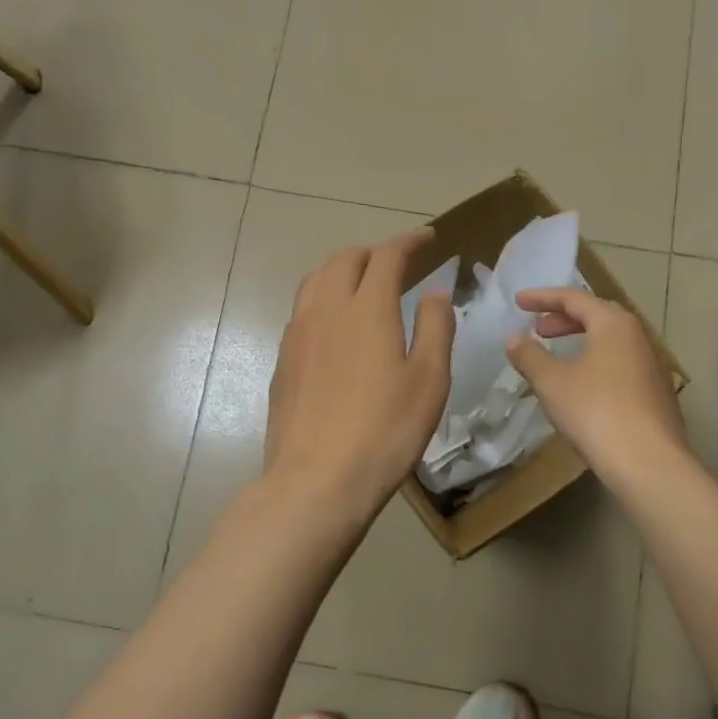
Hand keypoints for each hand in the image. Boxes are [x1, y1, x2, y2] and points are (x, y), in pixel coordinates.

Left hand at [263, 229, 455, 526]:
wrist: (316, 480)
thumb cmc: (384, 431)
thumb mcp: (428, 381)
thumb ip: (434, 327)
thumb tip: (434, 291)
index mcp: (367, 308)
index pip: (387, 255)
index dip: (408, 241)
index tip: (427, 238)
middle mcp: (326, 309)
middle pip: (345, 259)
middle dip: (374, 252)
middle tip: (399, 265)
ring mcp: (298, 333)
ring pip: (316, 280)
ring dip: (343, 270)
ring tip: (364, 285)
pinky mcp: (283, 359)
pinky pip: (303, 308)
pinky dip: (324, 298)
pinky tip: (336, 325)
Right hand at [507, 287, 688, 485]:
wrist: (649, 463)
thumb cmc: (596, 411)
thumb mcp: (552, 382)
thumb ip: (529, 356)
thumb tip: (514, 339)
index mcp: (613, 324)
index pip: (574, 298)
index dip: (543, 297)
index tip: (518, 302)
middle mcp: (637, 337)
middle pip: (597, 316)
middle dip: (564, 319)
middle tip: (538, 329)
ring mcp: (652, 367)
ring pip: (610, 343)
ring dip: (581, 342)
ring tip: (557, 357)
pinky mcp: (656, 395)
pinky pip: (619, 366)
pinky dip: (595, 364)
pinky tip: (581, 387)